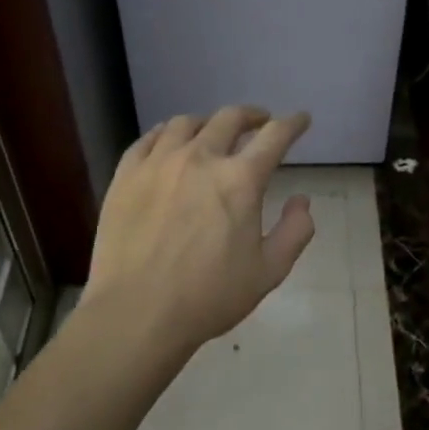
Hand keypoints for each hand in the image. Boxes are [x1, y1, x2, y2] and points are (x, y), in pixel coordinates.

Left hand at [84, 107, 315, 359]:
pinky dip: (166, 133)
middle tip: (259, 122)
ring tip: (212, 132)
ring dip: (208, 123)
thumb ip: (295, 231)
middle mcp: (200, 158)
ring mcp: (159, 162)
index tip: (300, 119)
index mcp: (240, 179)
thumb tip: (302, 200)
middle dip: (251, 116)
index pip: (275, 136)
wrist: (136, 314)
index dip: (293, 123)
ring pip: (186, 123)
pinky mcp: (126, 174)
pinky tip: (169, 142)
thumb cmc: (209, 297)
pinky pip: (149, 138)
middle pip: (230, 118)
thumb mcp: (269, 272)